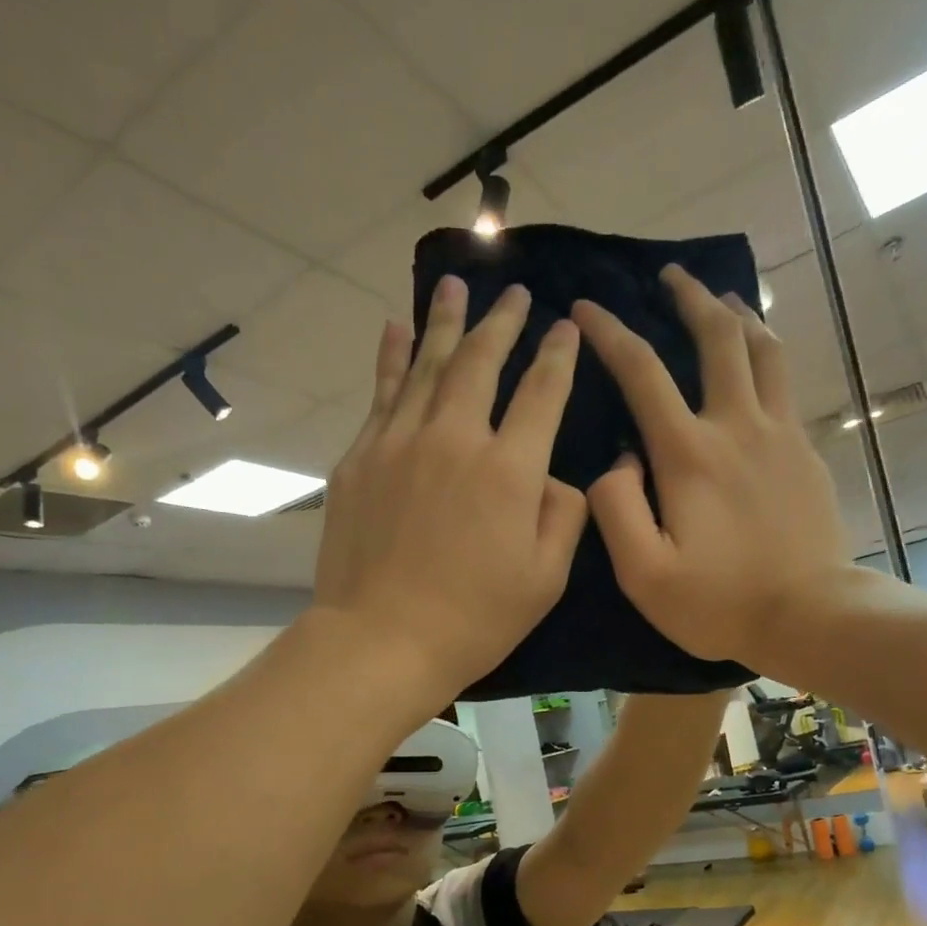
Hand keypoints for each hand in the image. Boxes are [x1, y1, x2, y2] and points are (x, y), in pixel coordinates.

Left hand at [313, 276, 586, 698]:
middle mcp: (454, 440)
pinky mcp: (360, 460)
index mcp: (509, 471)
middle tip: (513, 292)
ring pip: (426, 366)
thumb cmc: (474, 619)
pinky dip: (390, 357)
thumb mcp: (545, 579)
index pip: (541, 394)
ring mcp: (399, 444)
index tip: (566, 328)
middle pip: (480, 364)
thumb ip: (563, 517)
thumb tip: (554, 477)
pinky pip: (380, 394)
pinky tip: (394, 329)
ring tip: (454, 285)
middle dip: (502, 323)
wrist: (382, 640)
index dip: (557, 357)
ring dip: (445, 323)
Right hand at [572, 264, 852, 669]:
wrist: (808, 615)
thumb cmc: (718, 602)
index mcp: (689, 454)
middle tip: (671, 276)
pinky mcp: (806, 453)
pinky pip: (785, 385)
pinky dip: (766, 357)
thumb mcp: (643, 573)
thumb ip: (616, 508)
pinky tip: (758, 362)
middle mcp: (737, 426)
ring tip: (721, 299)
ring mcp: (780, 435)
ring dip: (738, 315)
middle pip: (717, 338)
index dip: (610, 334)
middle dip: (690, 298)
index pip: (643, 373)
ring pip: (763, 350)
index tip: (586, 309)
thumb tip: (619, 460)